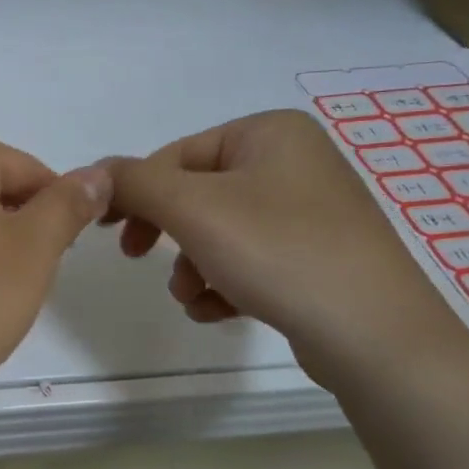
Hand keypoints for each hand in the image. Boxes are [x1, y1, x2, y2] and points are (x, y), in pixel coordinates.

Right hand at [101, 109, 468, 384]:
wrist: (375, 336)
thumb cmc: (279, 252)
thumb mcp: (193, 209)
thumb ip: (134, 183)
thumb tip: (94, 174)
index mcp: (268, 133)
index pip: (175, 156)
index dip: (136, 193)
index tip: (107, 233)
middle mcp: (292, 162)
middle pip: (196, 195)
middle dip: (167, 234)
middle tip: (136, 258)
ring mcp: (308, 211)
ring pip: (218, 232)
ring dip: (191, 267)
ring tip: (193, 297)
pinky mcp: (315, 256)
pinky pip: (248, 259)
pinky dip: (223, 283)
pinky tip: (219, 311)